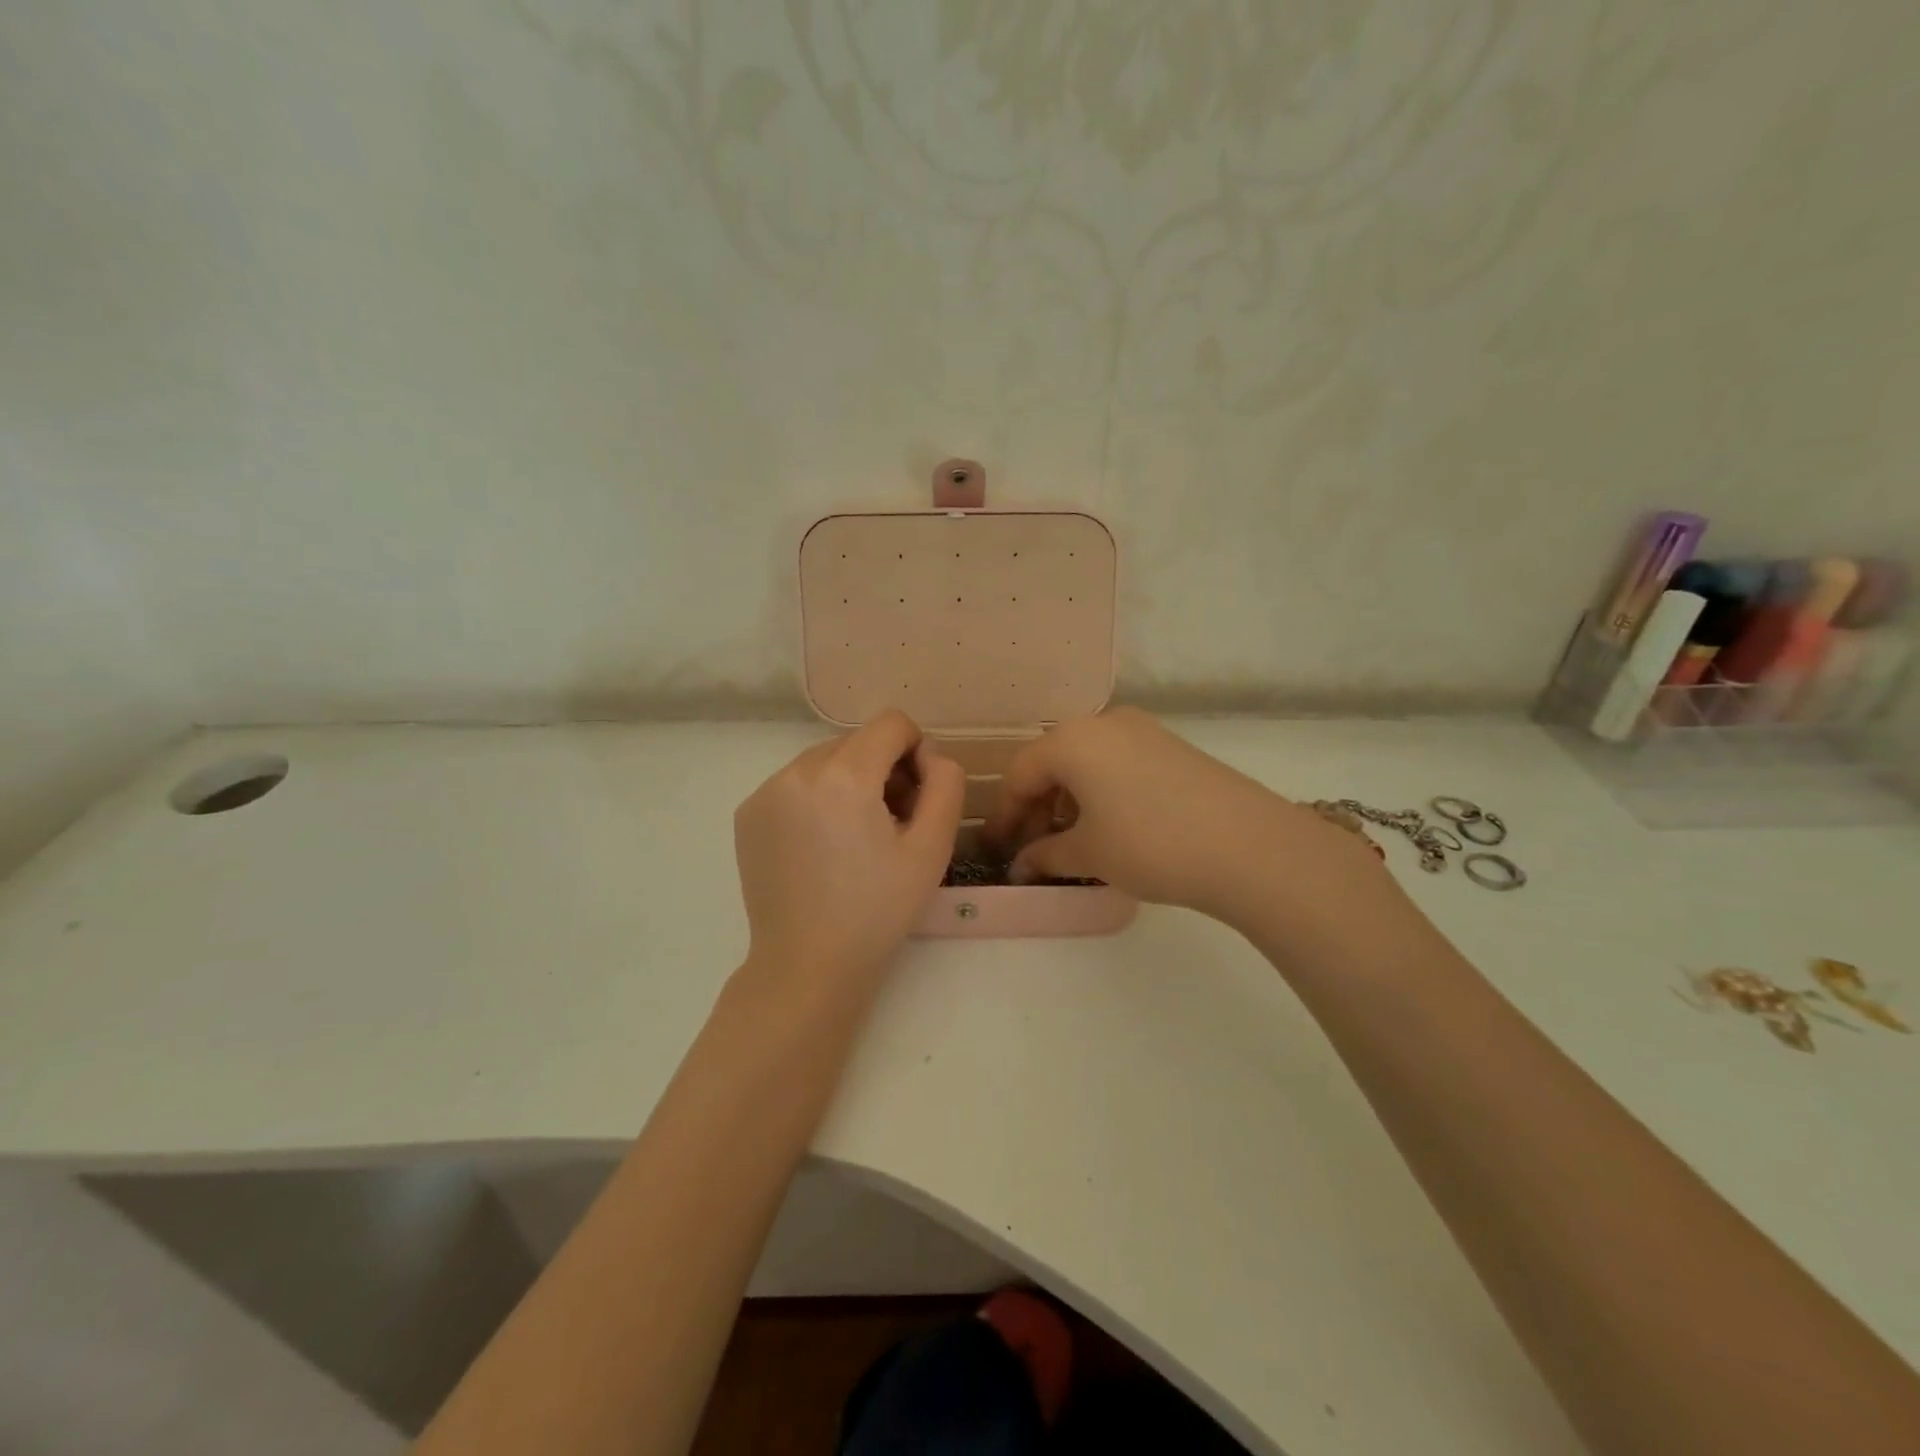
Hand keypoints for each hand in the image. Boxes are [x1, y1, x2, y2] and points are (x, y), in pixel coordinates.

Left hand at [733, 709, 963, 992]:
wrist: (807, 966)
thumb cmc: (877, 911)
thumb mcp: (932, 848)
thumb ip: (946, 784)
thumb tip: (929, 755)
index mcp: (844, 775)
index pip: (891, 723)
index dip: (916, 751)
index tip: (917, 798)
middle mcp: (797, 770)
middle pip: (857, 741)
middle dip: (883, 769)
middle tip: (893, 824)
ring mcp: (765, 792)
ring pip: (825, 760)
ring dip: (850, 782)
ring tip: (856, 838)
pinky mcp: (747, 814)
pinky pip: (795, 784)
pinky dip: (817, 799)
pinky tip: (823, 847)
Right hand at [984, 708, 1387, 929]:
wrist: (1248, 846)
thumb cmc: (1150, 844)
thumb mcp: (1089, 854)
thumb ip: (1045, 855)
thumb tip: (1022, 865)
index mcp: (1071, 740)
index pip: (1020, 774)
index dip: (1004, 816)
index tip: (999, 851)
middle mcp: (1103, 722)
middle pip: (1052, 762)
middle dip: (1037, 807)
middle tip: (1033, 849)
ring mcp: (1142, 730)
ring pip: (1086, 762)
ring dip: (1069, 800)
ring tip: (1071, 843)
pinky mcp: (1171, 746)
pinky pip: (1117, 763)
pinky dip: (1100, 792)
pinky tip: (1110, 826)